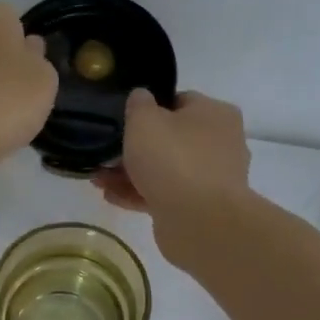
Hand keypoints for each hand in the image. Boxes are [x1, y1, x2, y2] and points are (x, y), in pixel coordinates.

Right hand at [96, 89, 250, 215]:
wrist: (199, 220)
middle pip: (172, 139)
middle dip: (136, 147)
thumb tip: (142, 98)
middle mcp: (220, 144)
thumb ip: (139, 104)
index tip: (125, 119)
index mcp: (215, 114)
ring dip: (132, 173)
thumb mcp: (145, 120)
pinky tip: (111, 196)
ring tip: (99, 178)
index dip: (150, 108)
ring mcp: (212, 179)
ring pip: (166, 170)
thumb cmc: (173, 158)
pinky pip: (165, 195)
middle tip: (107, 152)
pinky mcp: (200, 208)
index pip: (181, 102)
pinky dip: (140, 194)